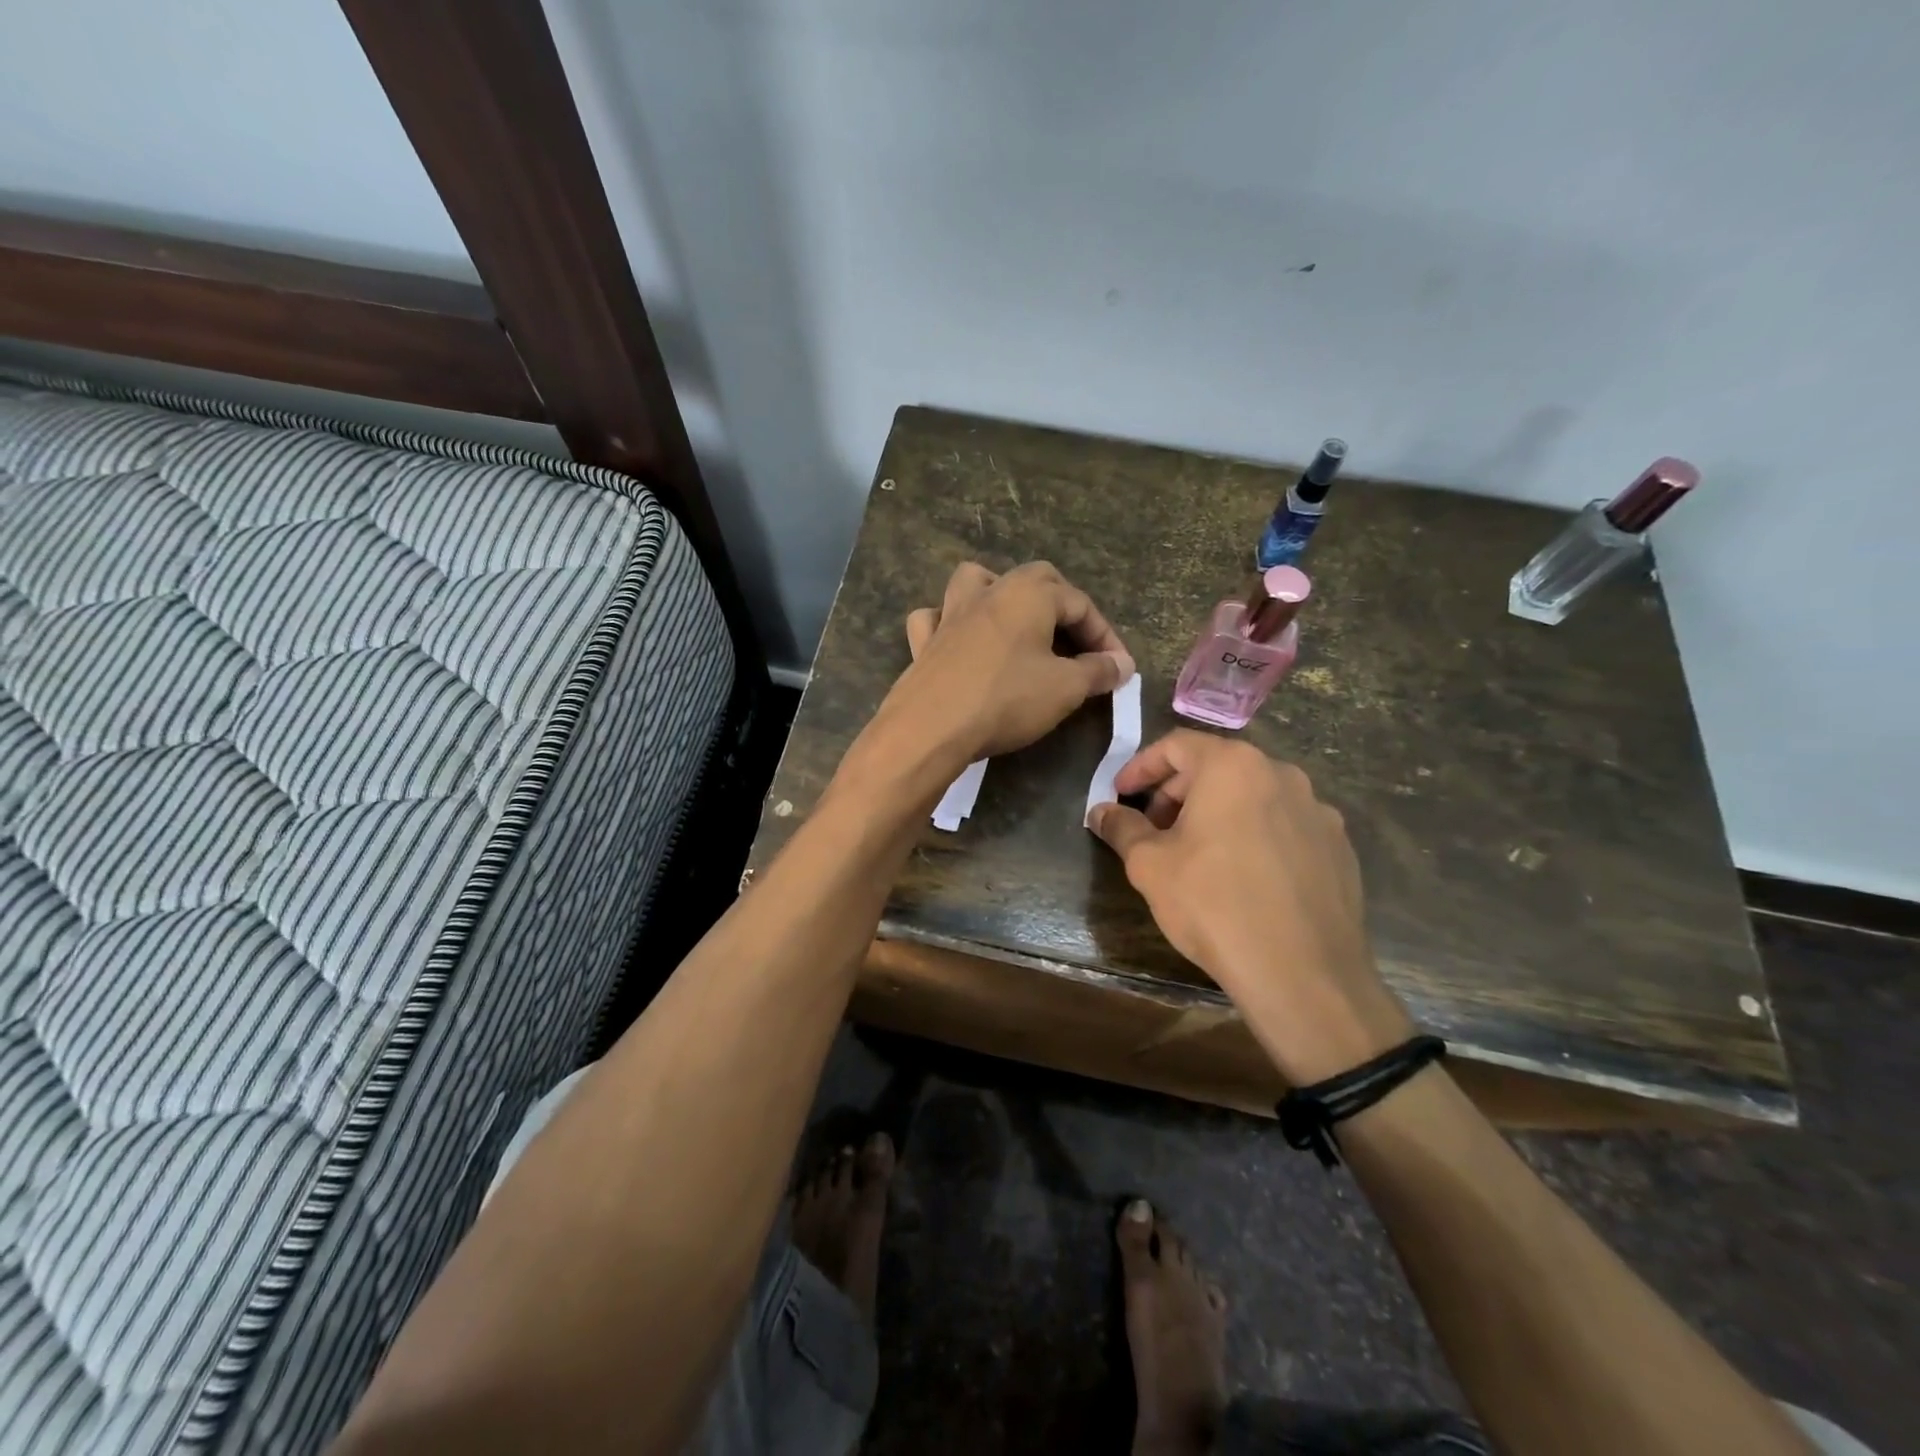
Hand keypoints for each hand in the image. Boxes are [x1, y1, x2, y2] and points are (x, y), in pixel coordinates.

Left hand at [854, 562, 1134, 789]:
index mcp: (1029, 593)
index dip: (1105, 635)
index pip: (1080, 603)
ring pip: (976, 582)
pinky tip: (958, 640)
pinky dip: (950, 623)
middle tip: (1077, 641)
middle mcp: (989, 591)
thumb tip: (1122, 664)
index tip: (1118, 669)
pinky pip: (936, 618)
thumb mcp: (1065, 688)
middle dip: (1061, 604)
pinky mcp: (924, 641)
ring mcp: (950, 613)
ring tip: (1016, 622)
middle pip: (1034, 580)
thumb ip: (1097, 671)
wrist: (931, 727)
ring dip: (1001, 595)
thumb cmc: (1006, 700)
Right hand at [1088, 731, 1413, 1085]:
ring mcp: (1317, 810)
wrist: (1302, 973)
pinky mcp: (1339, 846)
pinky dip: (1255, 835)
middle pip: (1216, 767)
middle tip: (1153, 829)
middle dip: (1177, 793)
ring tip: (1196, 854)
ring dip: (1217, 813)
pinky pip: (1284, 825)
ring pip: (1253, 796)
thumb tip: (1100, 811)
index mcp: (1233, 766)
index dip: (1141, 767)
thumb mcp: (1150, 865)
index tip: (1120, 794)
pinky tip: (1243, 877)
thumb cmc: (1214, 905)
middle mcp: (1281, 774)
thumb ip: (1122, 828)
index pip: (1176, 745)